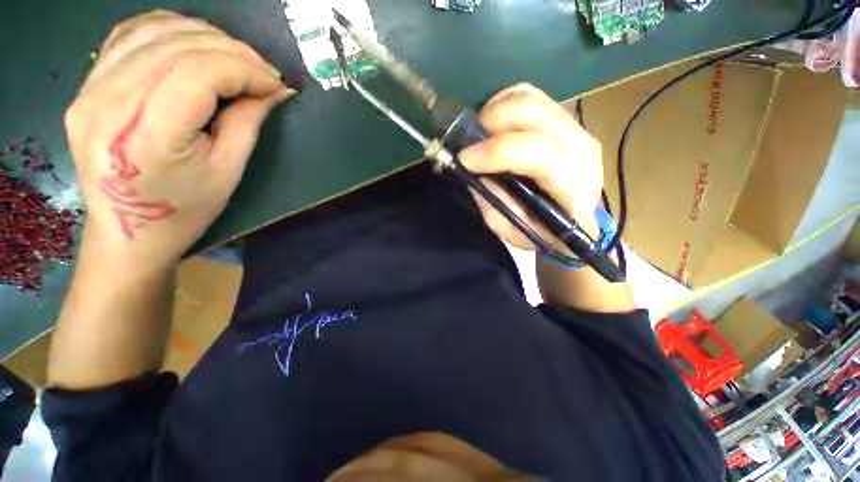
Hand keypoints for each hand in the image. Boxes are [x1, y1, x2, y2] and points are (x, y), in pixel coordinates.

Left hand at [65, 10, 294, 270]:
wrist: (128, 233)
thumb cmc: (184, 211)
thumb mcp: (228, 172)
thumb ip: (247, 123)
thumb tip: (273, 91)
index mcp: (147, 131)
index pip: (200, 70)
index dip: (246, 70)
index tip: (275, 85)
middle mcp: (109, 100)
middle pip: (179, 44)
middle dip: (233, 51)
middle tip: (263, 73)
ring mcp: (91, 89)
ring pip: (155, 30)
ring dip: (205, 36)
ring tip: (235, 60)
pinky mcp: (88, 86)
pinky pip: (130, 35)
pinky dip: (168, 30)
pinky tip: (193, 45)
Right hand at [459, 83, 602, 250]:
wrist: (575, 221)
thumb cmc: (543, 231)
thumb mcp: (513, 230)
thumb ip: (494, 204)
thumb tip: (473, 172)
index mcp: (573, 186)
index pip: (538, 153)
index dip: (496, 152)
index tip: (464, 159)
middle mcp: (582, 150)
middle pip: (536, 112)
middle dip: (493, 120)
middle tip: (469, 140)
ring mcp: (577, 130)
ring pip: (533, 98)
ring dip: (497, 110)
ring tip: (479, 133)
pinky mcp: (566, 122)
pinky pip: (533, 97)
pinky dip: (505, 104)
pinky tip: (493, 124)